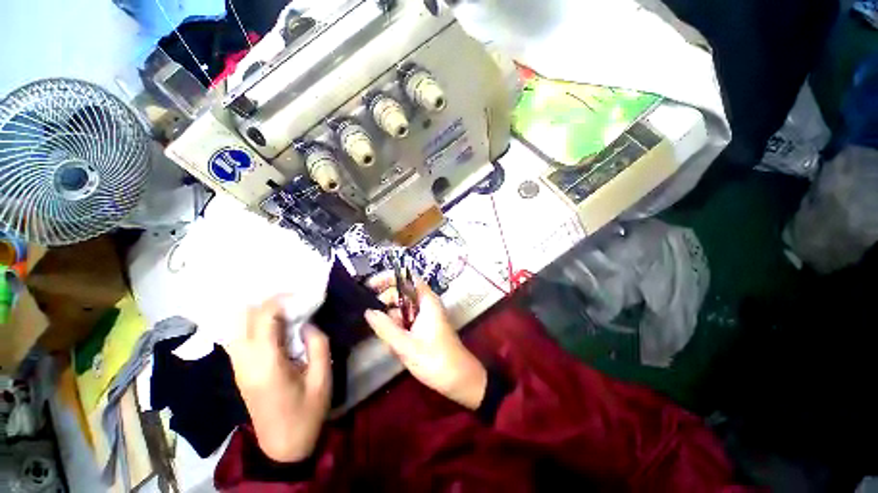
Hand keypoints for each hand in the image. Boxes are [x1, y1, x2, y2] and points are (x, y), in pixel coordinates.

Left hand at [227, 296, 331, 462]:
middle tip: (290, 299)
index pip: (263, 320)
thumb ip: (318, 345)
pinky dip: (251, 324)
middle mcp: (244, 363)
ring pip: (235, 327)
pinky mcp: (239, 372)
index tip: (298, 293)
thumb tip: (308, 323)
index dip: (278, 300)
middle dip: (264, 302)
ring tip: (281, 308)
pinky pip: (237, 338)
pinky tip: (270, 324)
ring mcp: (238, 368)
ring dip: (256, 312)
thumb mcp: (322, 378)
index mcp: (267, 365)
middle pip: (242, 319)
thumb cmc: (307, 413)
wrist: (282, 447)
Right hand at [364, 272, 486, 409]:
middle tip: (372, 317)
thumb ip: (385, 327)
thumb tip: (368, 311)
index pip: (407, 278)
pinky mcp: (424, 327)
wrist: (459, 379)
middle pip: (403, 292)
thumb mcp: (406, 345)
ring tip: (386, 336)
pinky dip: (397, 327)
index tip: (370, 286)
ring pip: (403, 308)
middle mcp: (427, 304)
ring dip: (391, 318)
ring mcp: (426, 315)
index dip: (389, 277)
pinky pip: (406, 320)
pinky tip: (393, 343)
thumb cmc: (435, 360)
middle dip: (386, 301)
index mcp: (427, 301)